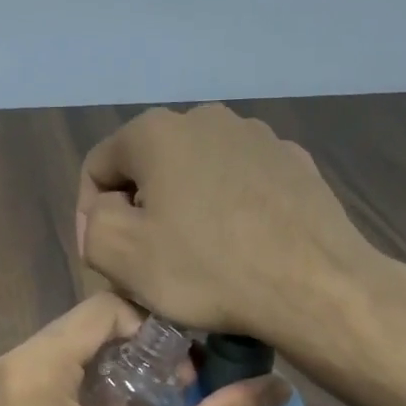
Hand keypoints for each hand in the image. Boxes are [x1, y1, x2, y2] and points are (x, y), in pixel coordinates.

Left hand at [0, 292, 288, 405]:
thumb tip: (279, 386)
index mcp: (30, 369)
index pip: (104, 309)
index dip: (158, 326)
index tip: (194, 363)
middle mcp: (1, 373)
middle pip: (83, 332)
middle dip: (139, 352)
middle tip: (183, 385)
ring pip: (65, 359)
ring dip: (115, 374)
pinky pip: (46, 388)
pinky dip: (87, 395)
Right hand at [76, 103, 405, 353]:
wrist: (315, 286)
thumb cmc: (207, 269)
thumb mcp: (120, 254)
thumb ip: (92, 223)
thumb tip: (106, 211)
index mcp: (156, 132)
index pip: (99, 167)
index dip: (90, 215)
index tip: (105, 259)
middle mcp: (206, 119)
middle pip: (149, 168)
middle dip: (140, 211)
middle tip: (148, 261)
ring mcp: (258, 137)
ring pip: (197, 174)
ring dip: (184, 209)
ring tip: (197, 257)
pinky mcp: (295, 163)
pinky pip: (241, 184)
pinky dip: (228, 210)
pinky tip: (240, 248)